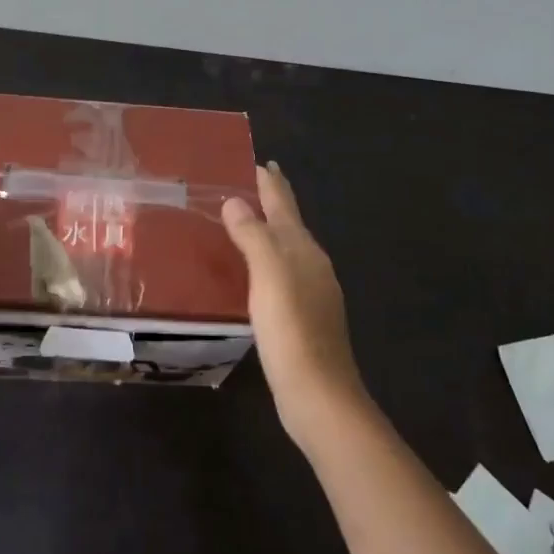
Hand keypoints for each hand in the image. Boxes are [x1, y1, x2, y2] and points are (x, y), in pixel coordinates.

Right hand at [222, 163, 368, 444]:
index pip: (284, 203)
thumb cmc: (291, 328)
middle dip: (270, 201)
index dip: (270, 181)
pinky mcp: (301, 316)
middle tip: (243, 183)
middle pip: (288, 223)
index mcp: (303, 248)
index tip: (255, 160)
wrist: (318, 394)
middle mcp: (311, 264)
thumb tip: (236, 200)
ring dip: (267, 230)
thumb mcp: (268, 274)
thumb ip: (253, 234)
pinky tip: (251, 271)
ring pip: (285, 248)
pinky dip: (265, 259)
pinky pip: (280, 273)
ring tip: (241, 220)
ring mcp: (310, 291)